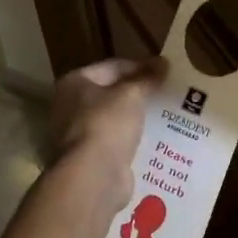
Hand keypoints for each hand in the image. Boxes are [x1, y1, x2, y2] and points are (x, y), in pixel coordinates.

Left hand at [48, 57, 163, 216]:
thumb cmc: (107, 124)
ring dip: (137, 117)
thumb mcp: (132, 94)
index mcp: (74, 83)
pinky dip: (134, 139)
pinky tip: (158, 138)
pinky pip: (117, 141)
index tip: (165, 71)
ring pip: (115, 119)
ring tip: (167, 114)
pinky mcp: (90, 158)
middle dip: (139, 93)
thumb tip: (164, 62)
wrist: (93, 176)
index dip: (140, 66)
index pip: (113, 66)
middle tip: (167, 92)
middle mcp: (69, 106)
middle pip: (111, 93)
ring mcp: (78, 134)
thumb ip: (147, 78)